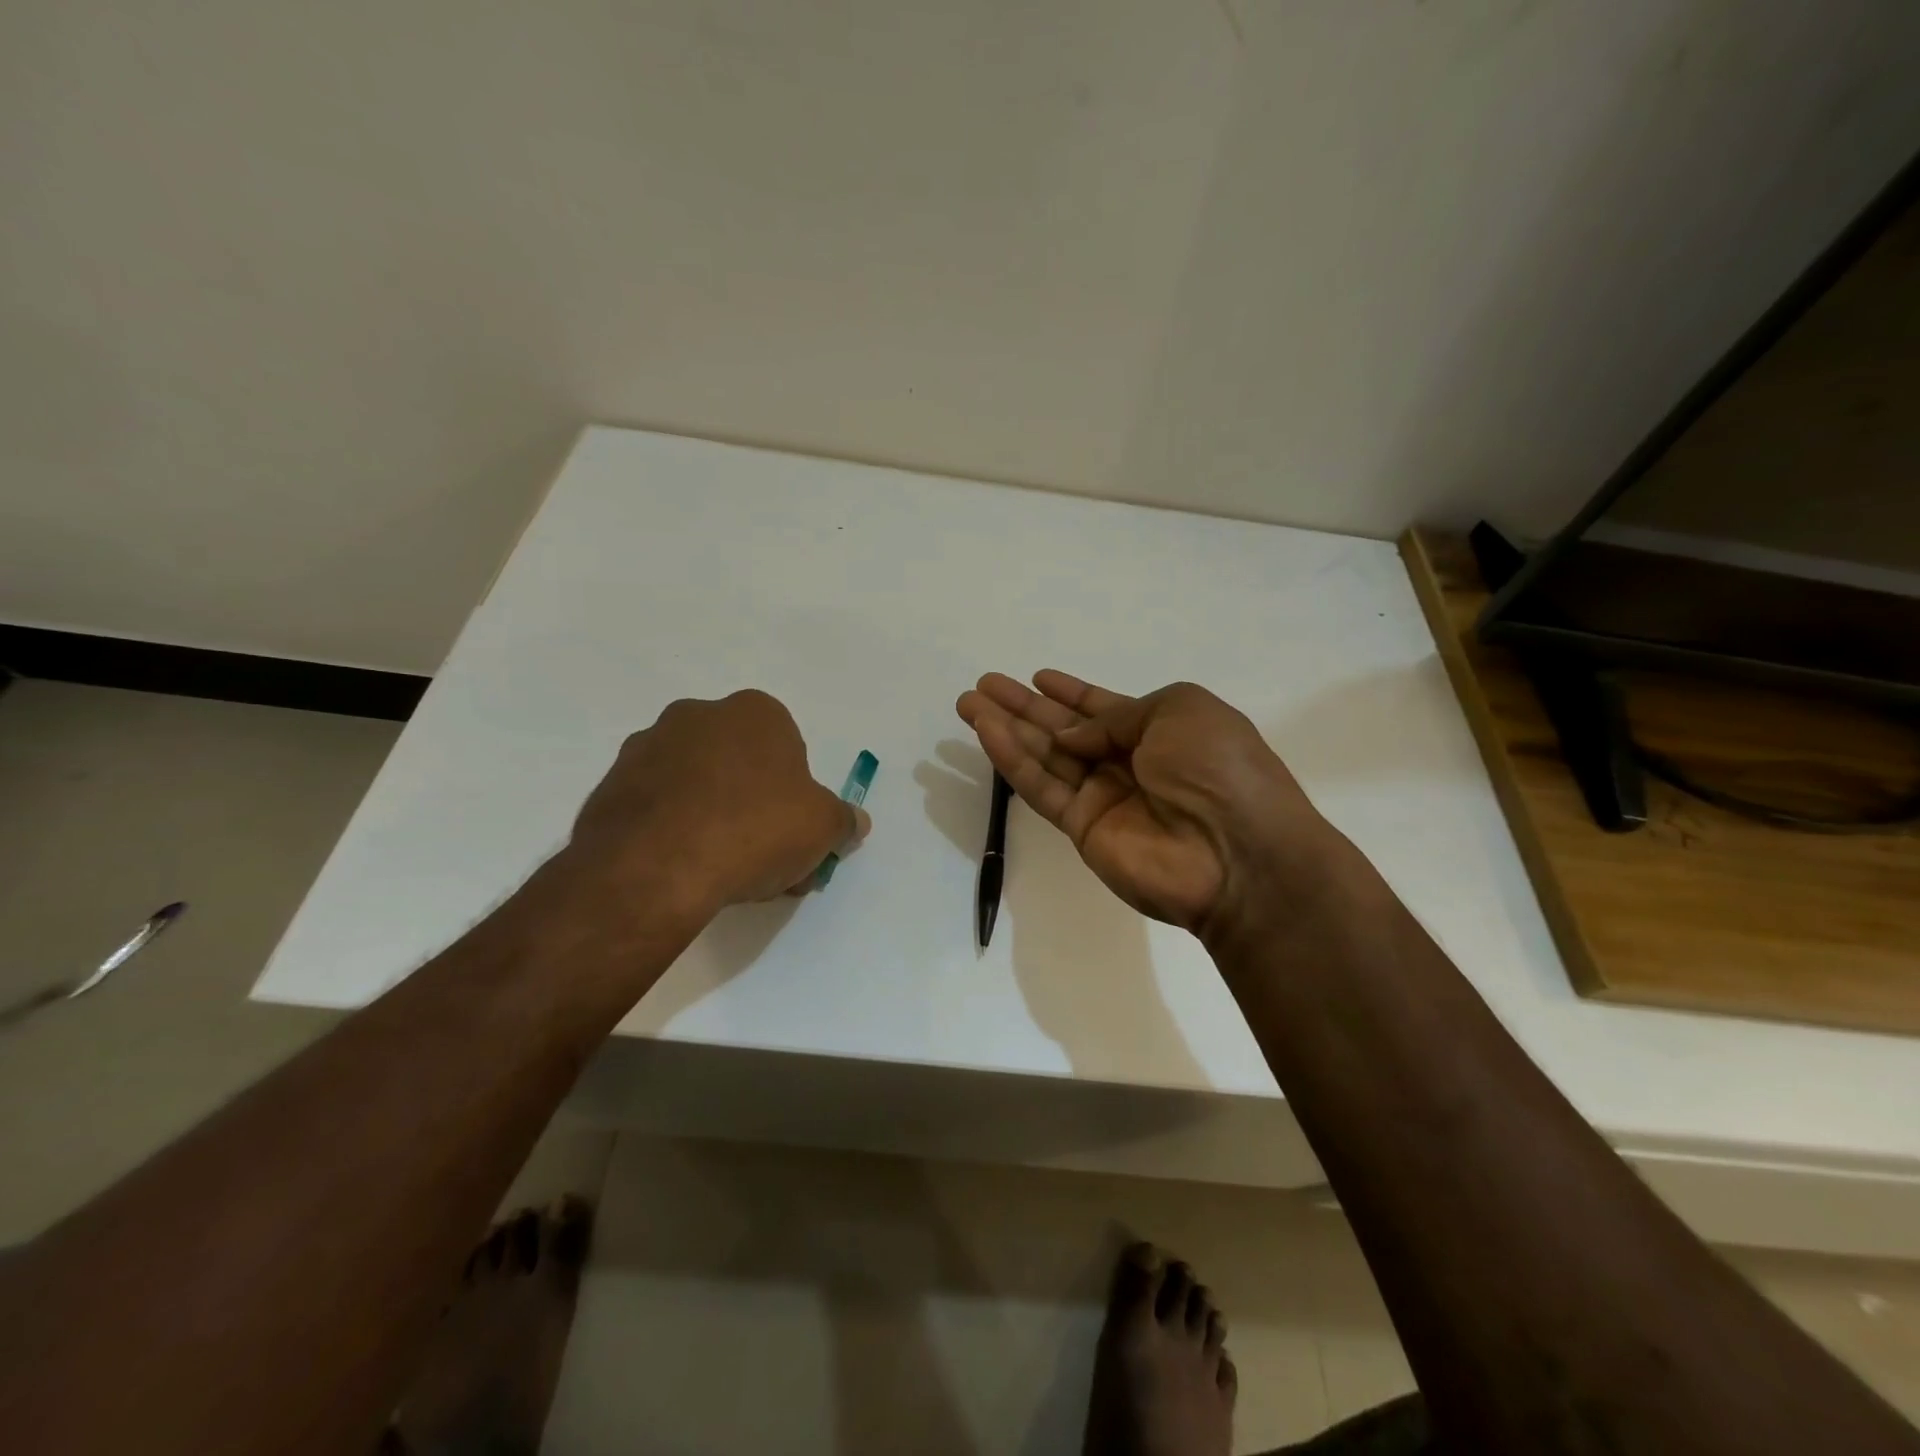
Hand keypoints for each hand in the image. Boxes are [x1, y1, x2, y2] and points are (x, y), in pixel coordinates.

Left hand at [567, 690, 868, 917]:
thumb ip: (843, 821)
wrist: (655, 867)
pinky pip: (657, 806)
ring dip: (712, 816)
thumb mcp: (822, 828)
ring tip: (721, 871)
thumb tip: (855, 822)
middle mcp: (698, 715)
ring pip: (697, 784)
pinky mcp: (611, 785)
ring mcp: (647, 747)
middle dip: (754, 804)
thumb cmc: (754, 830)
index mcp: (755, 713)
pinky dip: (672, 830)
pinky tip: (682, 869)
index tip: (794, 833)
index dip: (796, 795)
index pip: (788, 749)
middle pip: (740, 763)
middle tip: (763, 857)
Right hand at [956, 671, 1332, 937]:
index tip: (1037, 677)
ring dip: (1006, 728)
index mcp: (1159, 730)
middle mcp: (1127, 762)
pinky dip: (1012, 760)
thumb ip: (1118, 716)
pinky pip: (1041, 787)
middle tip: (983, 685)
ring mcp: (1103, 797)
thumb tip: (1070, 737)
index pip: (1104, 708)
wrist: (1239, 855)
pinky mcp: (1082, 828)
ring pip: (1043, 755)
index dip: (1070, 692)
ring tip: (968, 703)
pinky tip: (986, 732)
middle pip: (1064, 729)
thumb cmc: (1218, 768)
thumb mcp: (1180, 710)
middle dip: (1024, 706)